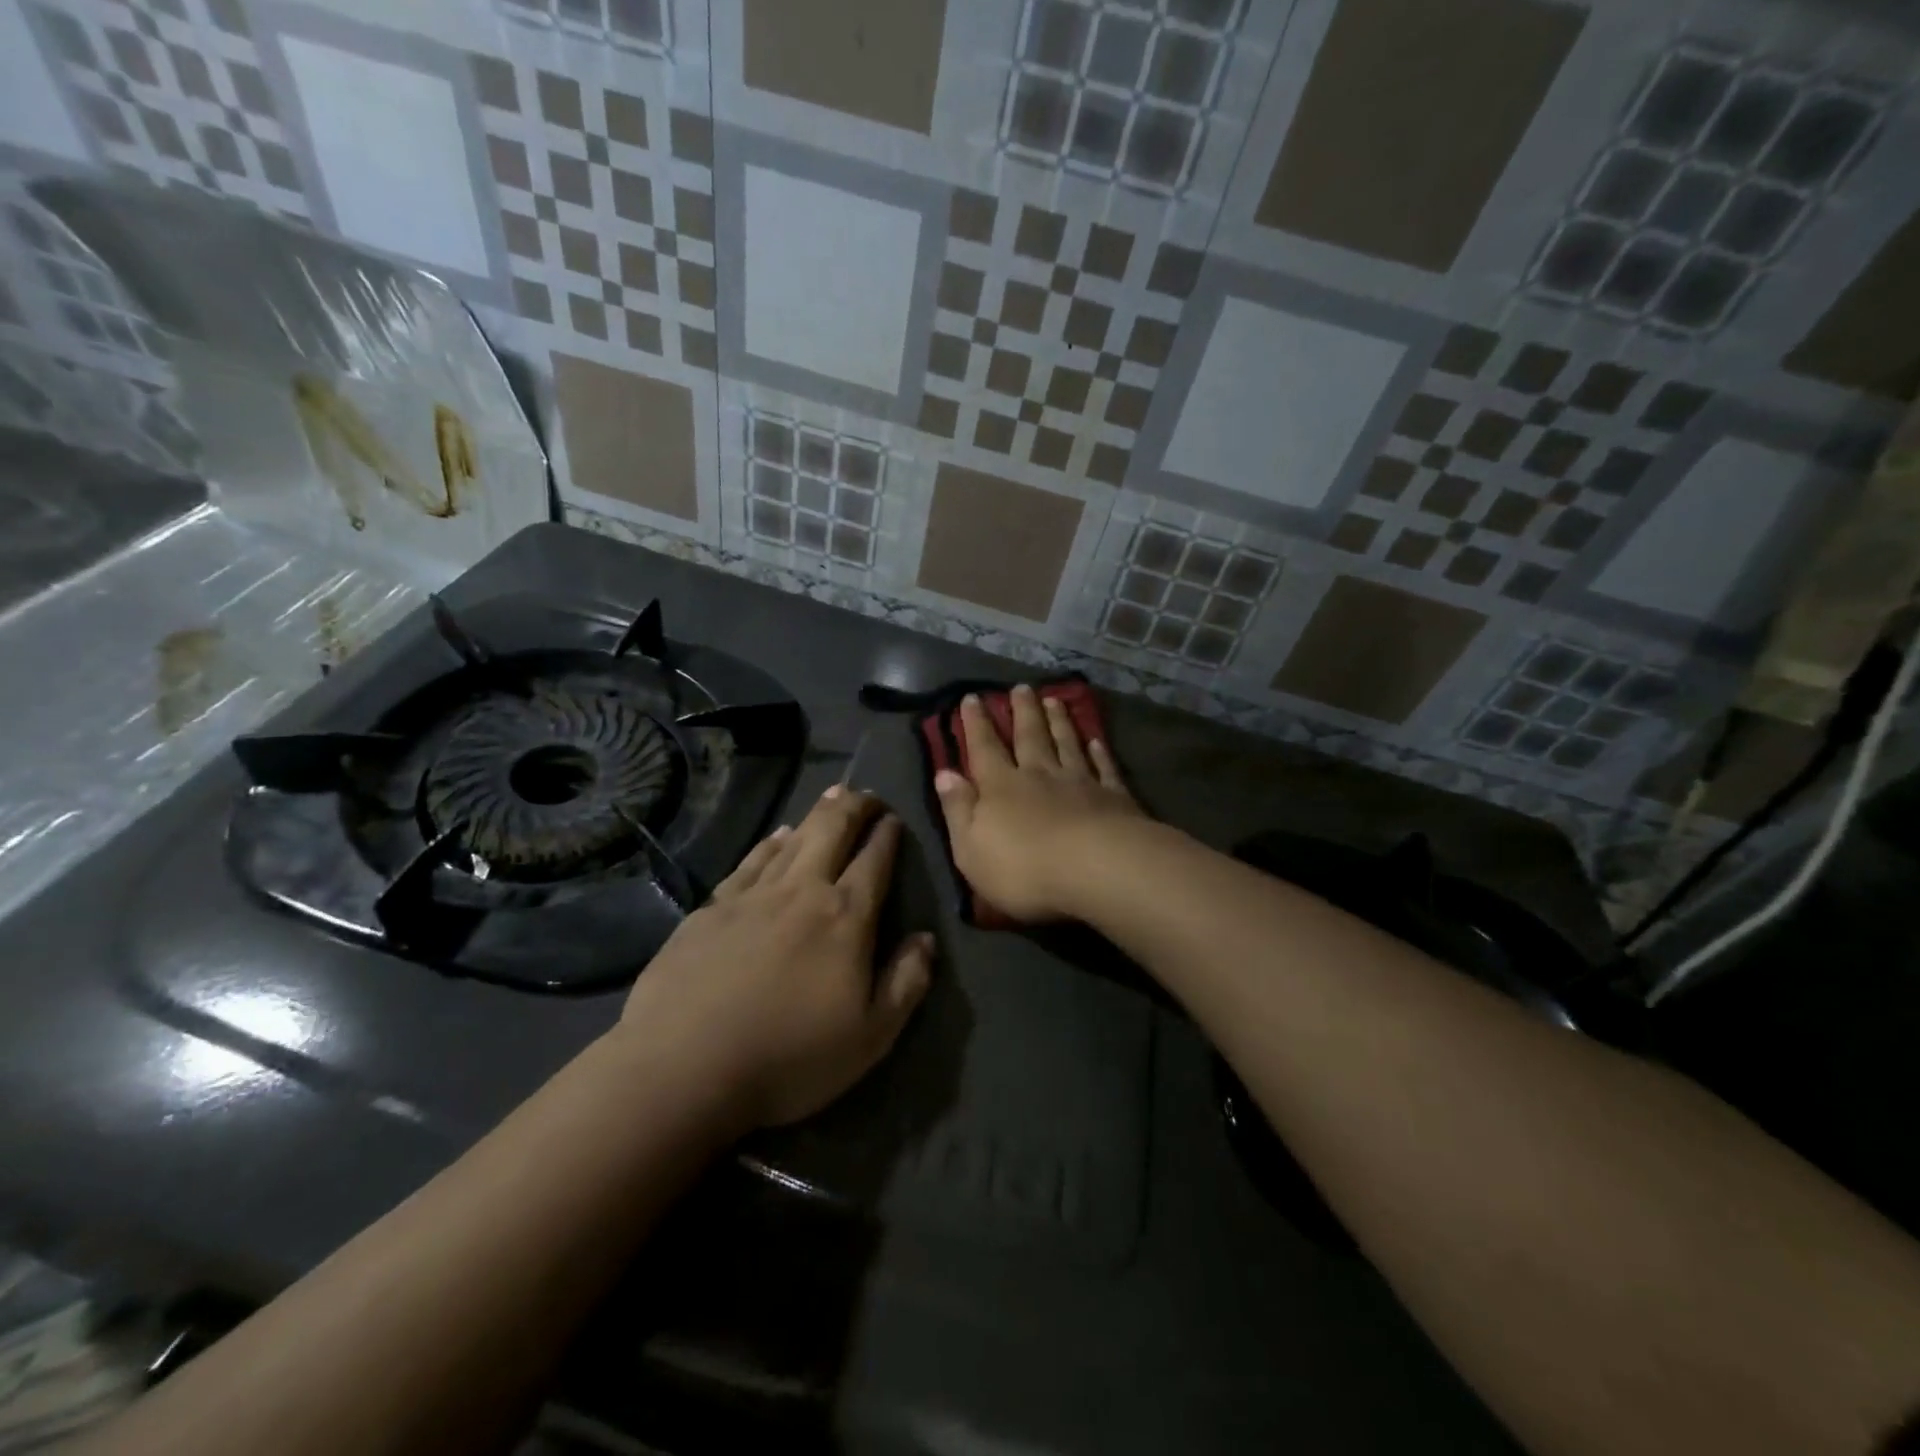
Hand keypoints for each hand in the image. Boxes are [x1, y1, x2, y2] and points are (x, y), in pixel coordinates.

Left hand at [615, 787, 932, 1131]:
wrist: (684, 1067)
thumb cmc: (789, 1058)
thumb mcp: (871, 1036)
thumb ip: (907, 982)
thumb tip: (926, 938)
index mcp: (845, 917)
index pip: (875, 861)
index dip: (888, 835)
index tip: (895, 819)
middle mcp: (801, 891)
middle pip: (833, 831)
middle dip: (855, 806)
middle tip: (867, 794)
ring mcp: (752, 895)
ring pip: (793, 839)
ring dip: (817, 814)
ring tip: (832, 797)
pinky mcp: (711, 908)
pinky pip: (750, 861)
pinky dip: (770, 843)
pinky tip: (776, 836)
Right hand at [933, 685, 1144, 921]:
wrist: (1096, 869)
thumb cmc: (1023, 868)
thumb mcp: (971, 848)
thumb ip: (958, 809)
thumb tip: (944, 774)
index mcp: (1001, 787)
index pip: (984, 749)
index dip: (976, 724)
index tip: (972, 697)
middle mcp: (1039, 775)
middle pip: (1029, 736)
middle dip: (1022, 711)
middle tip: (1021, 687)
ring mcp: (1079, 783)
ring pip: (1066, 744)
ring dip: (1058, 722)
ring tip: (1054, 700)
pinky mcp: (1113, 797)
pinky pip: (1103, 768)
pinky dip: (1099, 752)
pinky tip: (1096, 740)